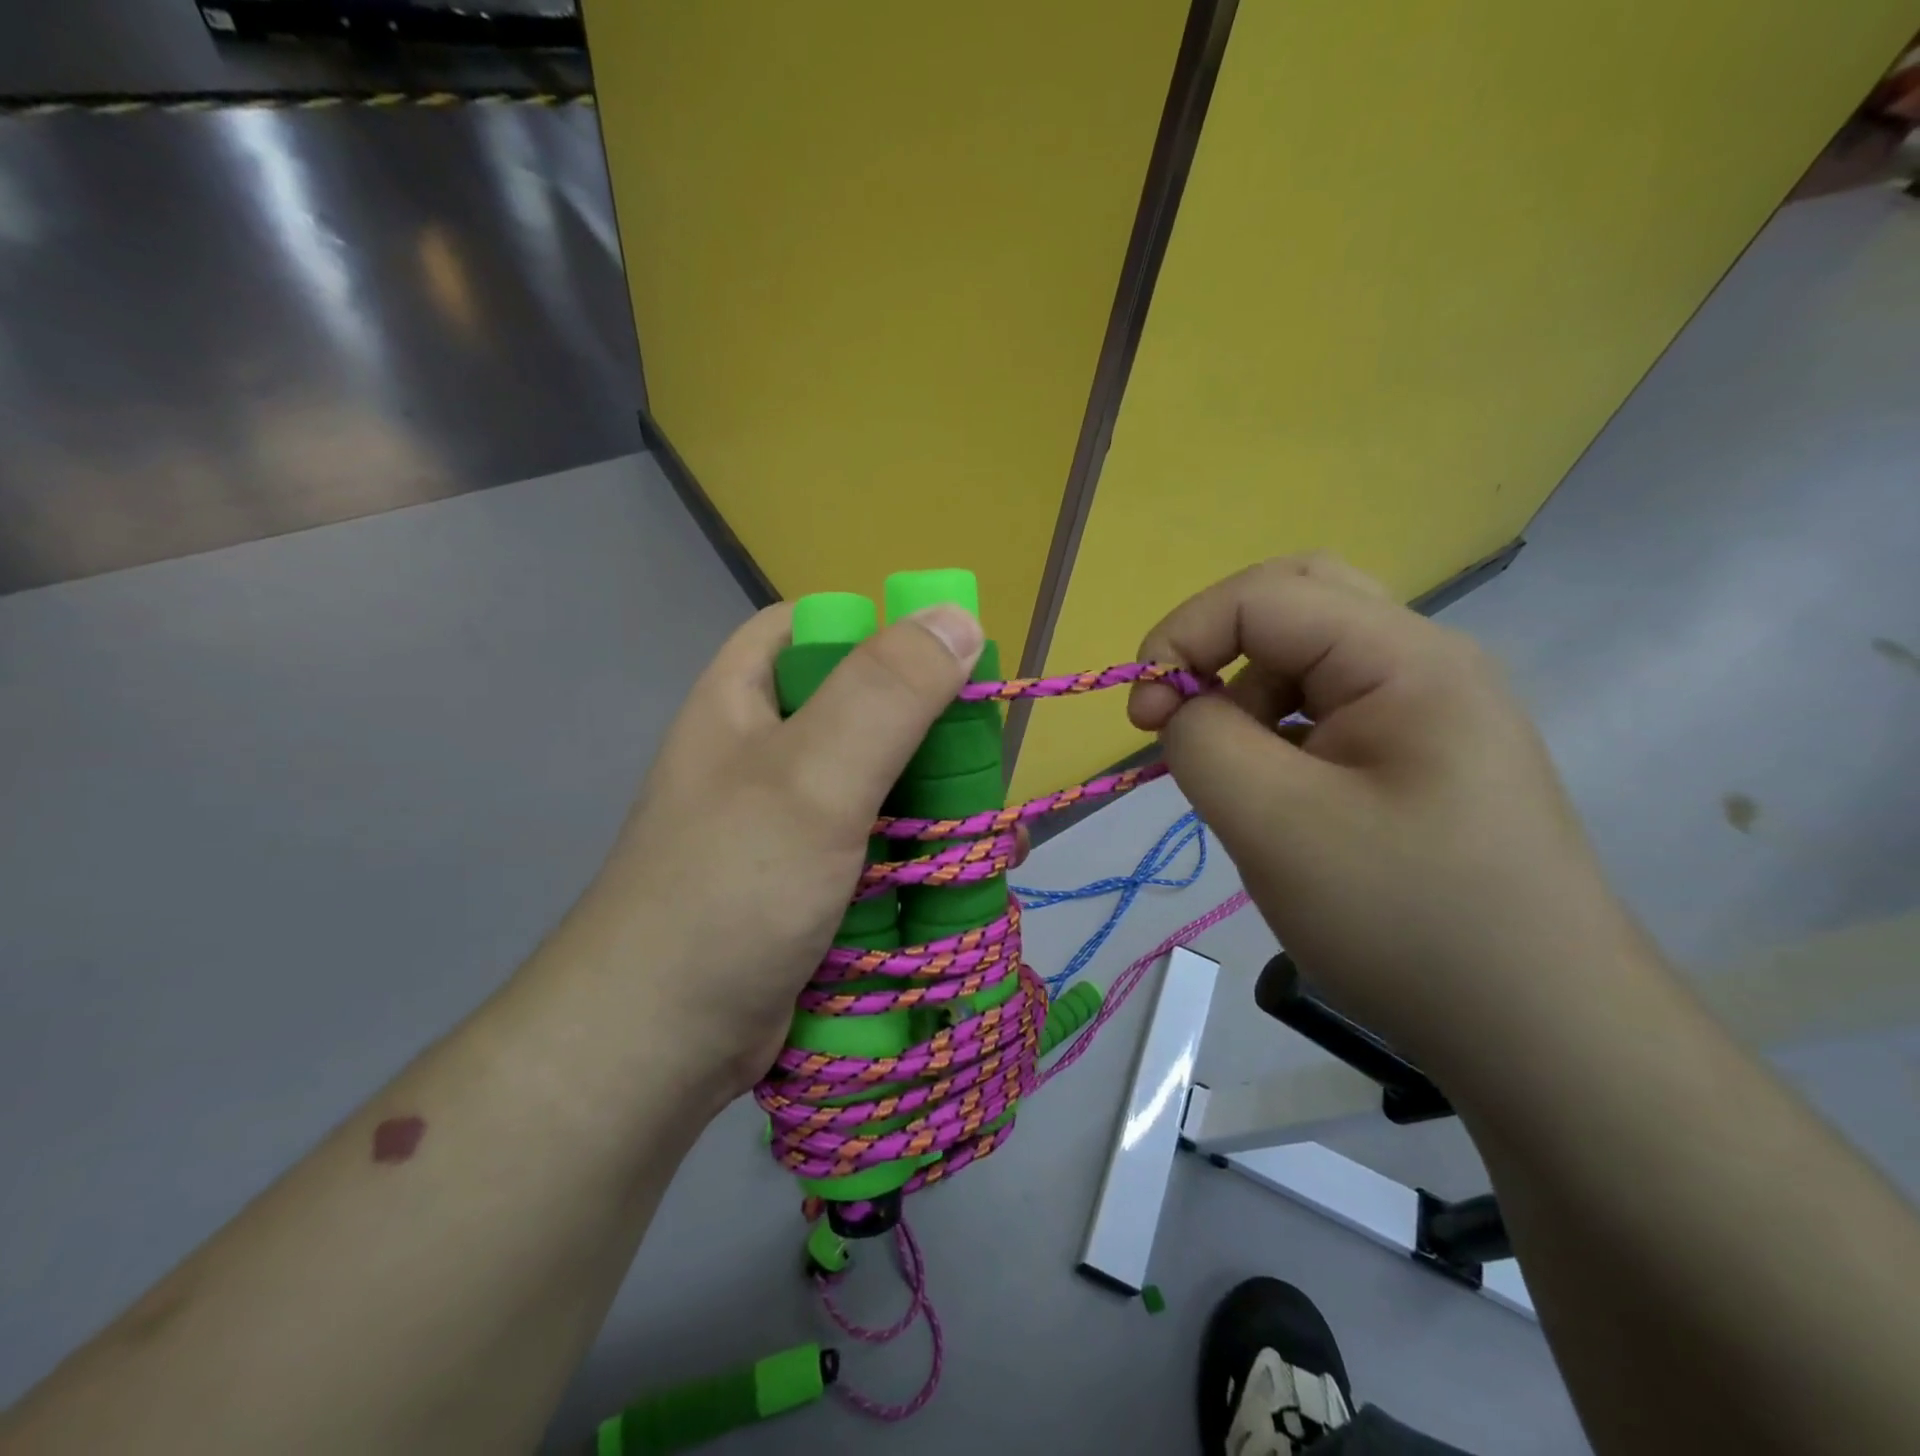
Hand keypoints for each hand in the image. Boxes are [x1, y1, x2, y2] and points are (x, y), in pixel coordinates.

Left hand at [561, 602, 984, 1102]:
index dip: (882, 634)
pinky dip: (920, 857)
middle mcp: (764, 751)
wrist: (658, 1044)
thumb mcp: (811, 778)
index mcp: (745, 699)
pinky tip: (965, 879)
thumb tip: (958, 617)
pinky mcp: (808, 880)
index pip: (815, 628)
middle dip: (929, 737)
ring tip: (995, 838)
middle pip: (862, 711)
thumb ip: (885, 694)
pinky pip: (877, 848)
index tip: (948, 668)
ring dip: (936, 807)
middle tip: (982, 768)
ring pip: (879, 786)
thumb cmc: (731, 888)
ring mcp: (786, 821)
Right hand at [1129, 555, 1652, 1073]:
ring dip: (1246, 695)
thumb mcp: (1276, 826)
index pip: (1265, 595)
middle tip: (1178, 712)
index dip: (1182, 635)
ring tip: (1231, 778)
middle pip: (1297, 602)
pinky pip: (1328, 711)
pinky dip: (1277, 732)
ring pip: (1309, 659)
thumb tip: (1181, 709)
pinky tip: (1275, 797)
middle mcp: (1425, 664)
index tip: (1141, 717)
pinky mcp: (1421, 758)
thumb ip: (1204, 742)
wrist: (1541, 1034)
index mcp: (1405, 659)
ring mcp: (1430, 712)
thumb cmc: (1406, 921)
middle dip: (1217, 645)